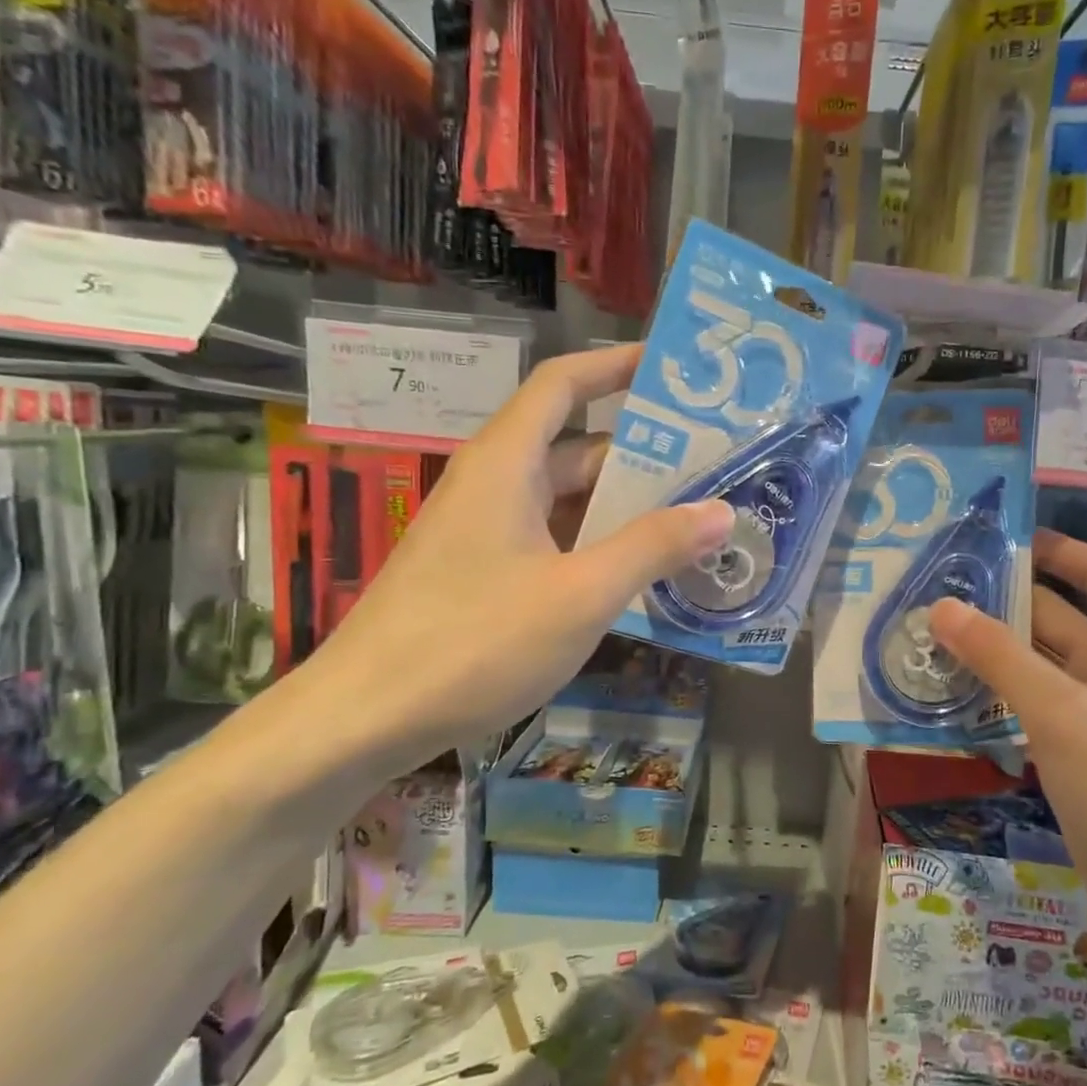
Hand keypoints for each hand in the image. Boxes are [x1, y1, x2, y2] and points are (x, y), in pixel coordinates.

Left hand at [310, 345, 733, 767]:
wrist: (364, 719)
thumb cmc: (475, 642)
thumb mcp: (581, 594)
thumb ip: (653, 547)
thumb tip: (722, 511)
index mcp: (506, 465)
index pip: (562, 385)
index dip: (614, 366)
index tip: (670, 369)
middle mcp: (494, 486)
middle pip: (574, 447)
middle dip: (642, 452)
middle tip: (712, 462)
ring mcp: (485, 534)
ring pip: (566, 501)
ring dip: (624, 507)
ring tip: (694, 517)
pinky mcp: (482, 575)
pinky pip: (552, 541)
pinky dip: (597, 546)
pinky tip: (640, 573)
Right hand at [928, 530, 1086, 941]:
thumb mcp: (1060, 712)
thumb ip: (999, 657)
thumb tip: (941, 607)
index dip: (1053, 549)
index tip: (995, 540)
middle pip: (1056, 617)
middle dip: (1002, 604)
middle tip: (935, 592)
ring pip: (1039, 664)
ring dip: (993, 652)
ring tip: (930, 638)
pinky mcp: (1079, 749)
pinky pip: (1033, 705)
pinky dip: (999, 695)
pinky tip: (954, 694)